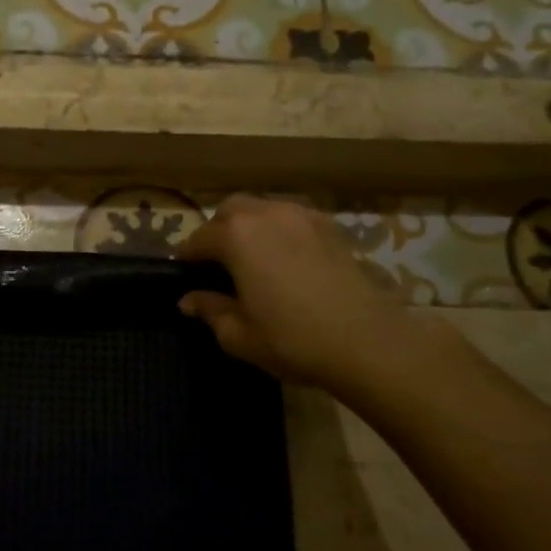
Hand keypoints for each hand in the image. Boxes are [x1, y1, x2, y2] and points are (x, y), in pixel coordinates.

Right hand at [179, 195, 443, 388]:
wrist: (366, 341)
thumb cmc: (293, 339)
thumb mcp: (239, 334)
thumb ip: (210, 310)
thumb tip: (188, 300)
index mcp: (236, 236)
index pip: (198, 239)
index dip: (187, 257)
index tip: (183, 272)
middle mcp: (266, 214)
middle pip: (230, 211)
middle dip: (218, 231)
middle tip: (218, 262)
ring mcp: (301, 216)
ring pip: (263, 209)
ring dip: (250, 226)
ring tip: (253, 258)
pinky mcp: (330, 226)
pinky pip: (292, 218)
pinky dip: (280, 230)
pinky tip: (286, 258)